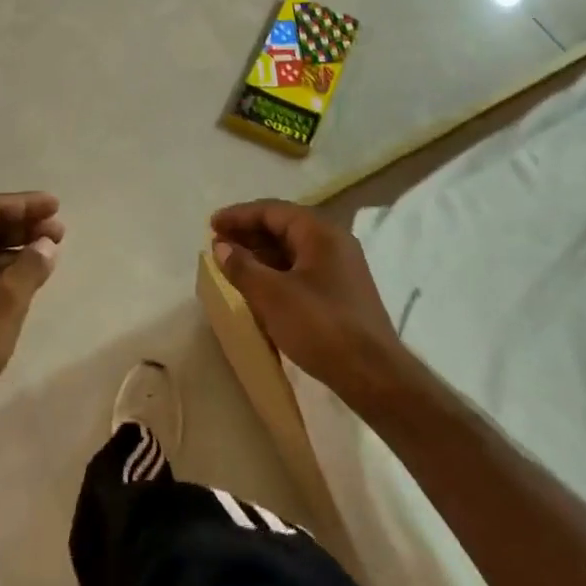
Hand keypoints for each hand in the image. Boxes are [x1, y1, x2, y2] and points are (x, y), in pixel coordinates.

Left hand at [0, 193, 64, 433]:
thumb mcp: (5, 301)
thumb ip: (30, 266)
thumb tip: (46, 244)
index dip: (25, 204)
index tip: (56, 207)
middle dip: (23, 225)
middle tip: (58, 232)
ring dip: (15, 249)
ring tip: (47, 255)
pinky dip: (2, 271)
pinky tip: (24, 282)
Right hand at [210, 199, 413, 411]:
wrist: (373, 375)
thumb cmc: (320, 326)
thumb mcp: (272, 295)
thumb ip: (243, 267)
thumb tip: (221, 247)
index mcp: (320, 232)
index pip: (272, 211)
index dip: (239, 216)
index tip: (211, 224)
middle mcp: (334, 241)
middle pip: (284, 226)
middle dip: (249, 233)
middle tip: (218, 242)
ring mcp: (341, 267)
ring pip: (293, 249)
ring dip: (262, 253)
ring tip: (232, 263)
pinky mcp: (342, 291)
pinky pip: (302, 268)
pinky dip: (277, 270)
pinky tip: (260, 285)